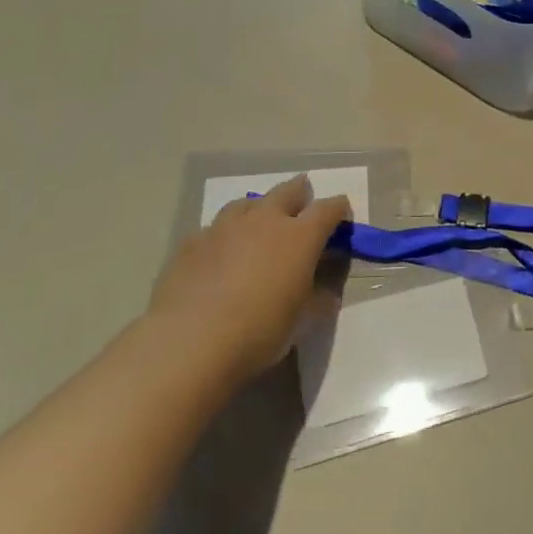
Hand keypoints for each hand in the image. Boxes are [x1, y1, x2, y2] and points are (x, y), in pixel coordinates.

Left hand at [145, 175, 351, 382]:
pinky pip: (215, 228)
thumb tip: (325, 286)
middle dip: (300, 193)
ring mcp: (224, 227)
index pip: (329, 208)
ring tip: (260, 224)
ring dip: (260, 209)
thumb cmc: (260, 331)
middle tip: (303, 203)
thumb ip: (320, 294)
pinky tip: (222, 254)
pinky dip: (226, 235)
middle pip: (287, 191)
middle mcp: (264, 220)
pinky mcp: (191, 243)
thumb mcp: (304, 319)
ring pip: (247, 203)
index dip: (339, 209)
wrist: (190, 342)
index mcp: (300, 236)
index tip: (342, 217)